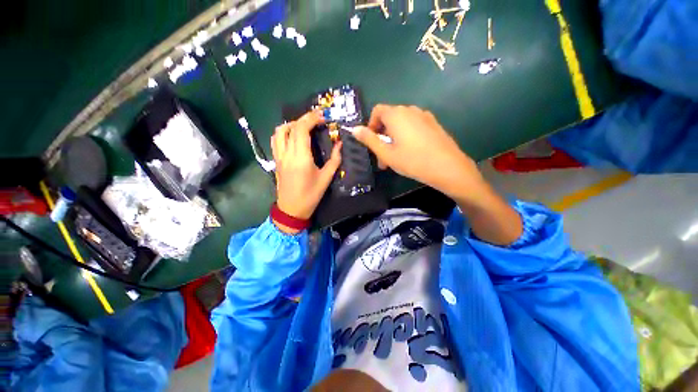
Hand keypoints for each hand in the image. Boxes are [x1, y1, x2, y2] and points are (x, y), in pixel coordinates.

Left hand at [271, 111, 341, 232]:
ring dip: (291, 124)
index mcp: (300, 157)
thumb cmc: (310, 196)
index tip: (323, 117)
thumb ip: (334, 159)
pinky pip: (275, 140)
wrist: (291, 210)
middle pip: (291, 127)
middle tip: (317, 119)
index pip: (301, 129)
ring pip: (279, 131)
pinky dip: (283, 133)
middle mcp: (287, 154)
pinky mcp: (276, 160)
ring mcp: (279, 156)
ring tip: (304, 126)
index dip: (312, 119)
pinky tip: (293, 136)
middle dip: (305, 118)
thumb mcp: (326, 178)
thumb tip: (340, 144)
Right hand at [353, 104, 521, 245]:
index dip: (371, 125)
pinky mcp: (435, 123)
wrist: (449, 167)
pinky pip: (416, 125)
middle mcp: (410, 110)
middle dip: (383, 134)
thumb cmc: (414, 161)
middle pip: (390, 117)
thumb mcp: (387, 154)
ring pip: (403, 122)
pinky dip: (409, 135)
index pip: (377, 111)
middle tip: (383, 157)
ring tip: (397, 157)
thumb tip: (354, 129)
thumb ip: (369, 140)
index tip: (372, 142)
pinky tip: (414, 152)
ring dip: (396, 136)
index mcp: (396, 114)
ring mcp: (424, 115)